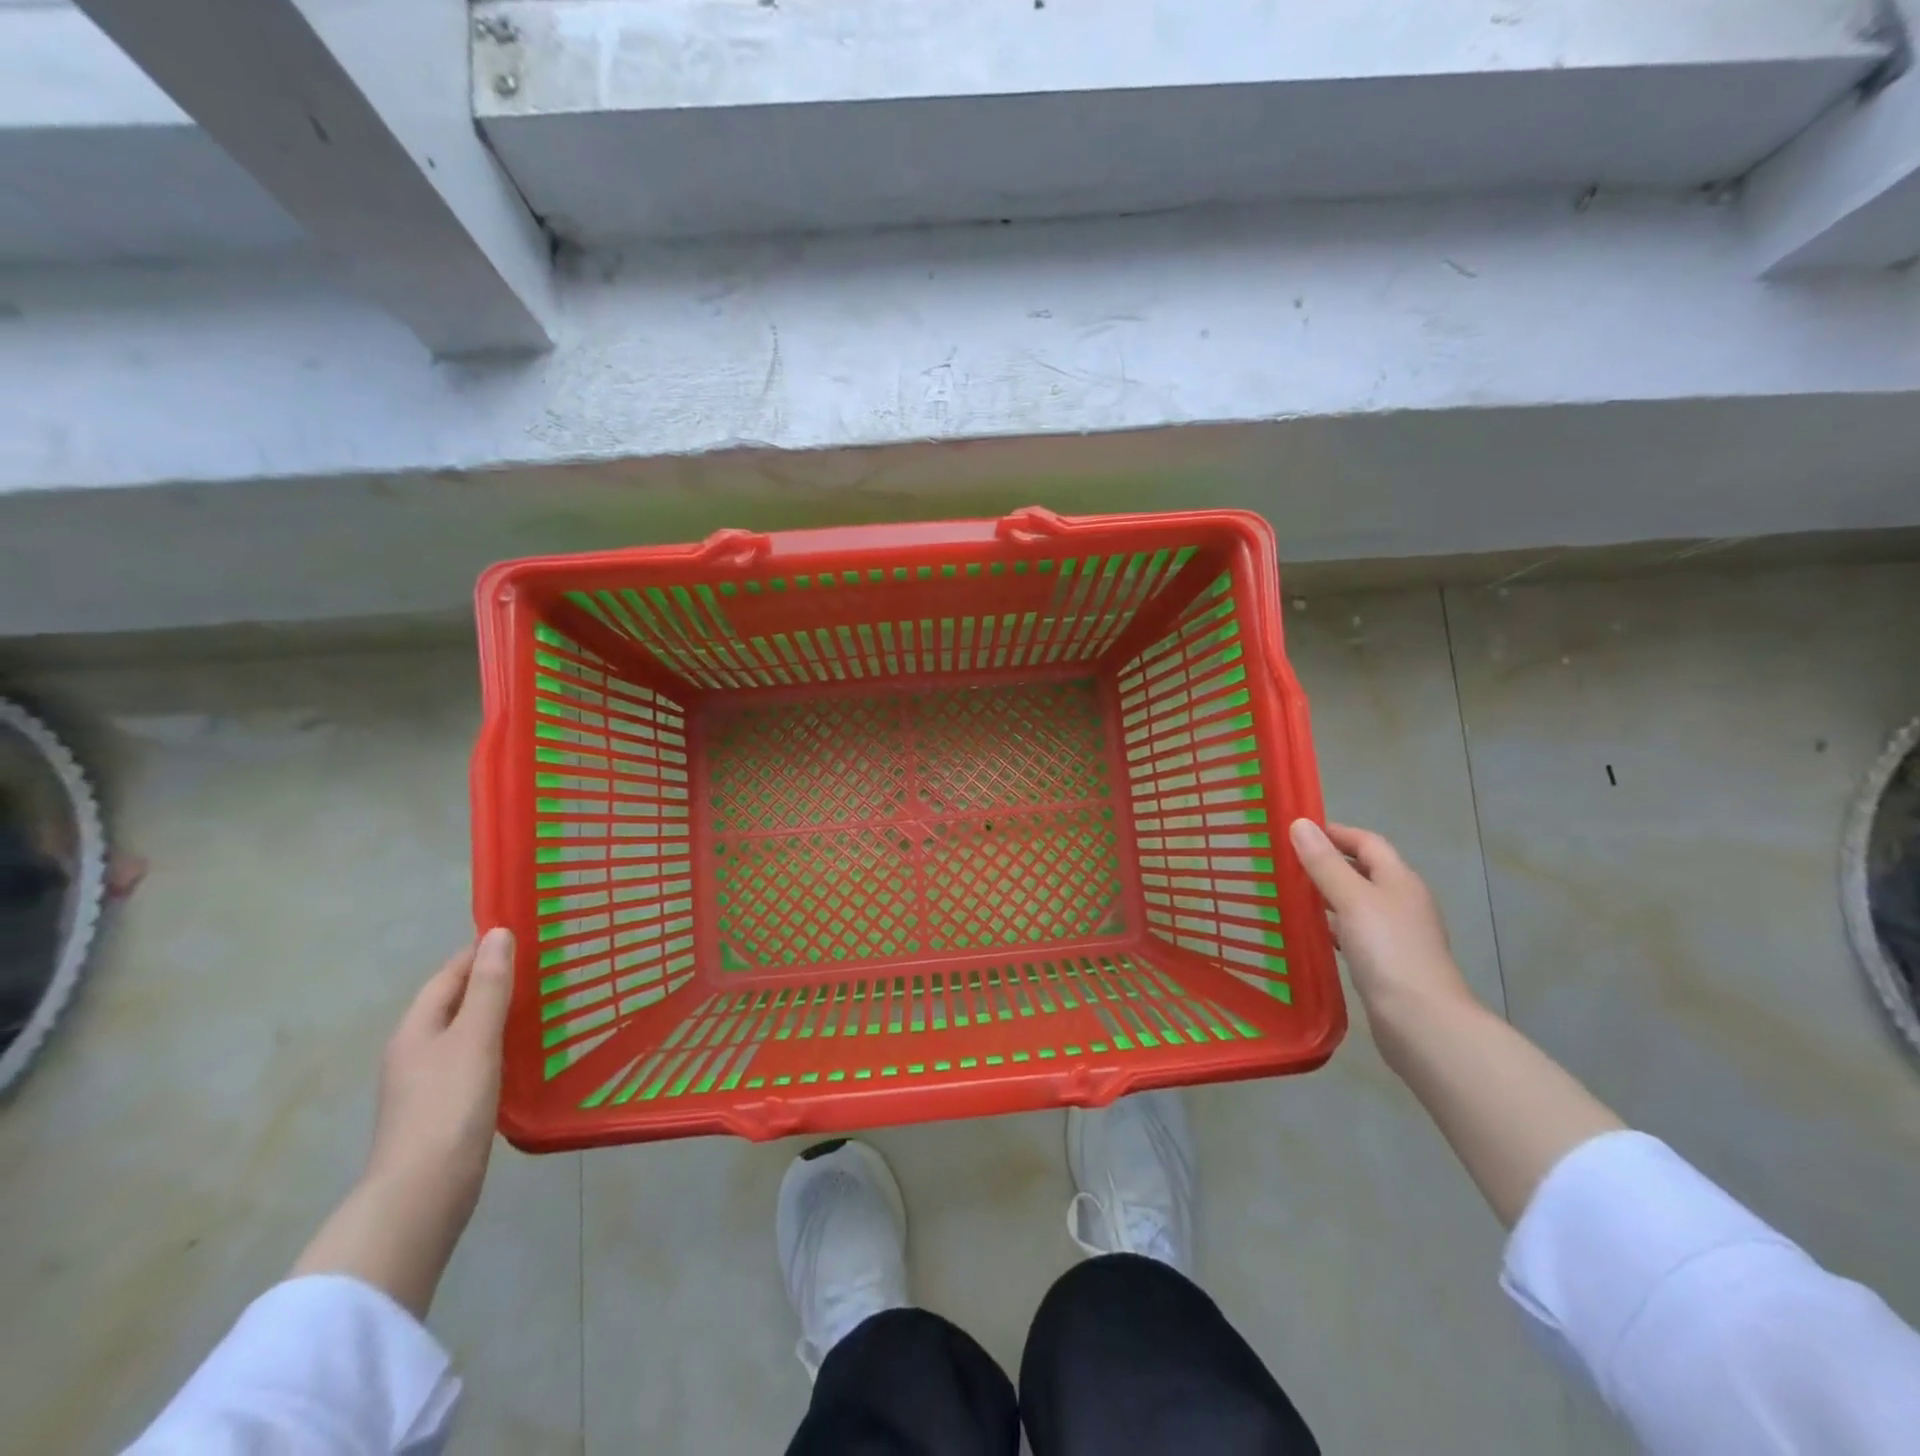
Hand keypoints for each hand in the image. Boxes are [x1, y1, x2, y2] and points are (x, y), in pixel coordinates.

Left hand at [366, 927, 514, 1218]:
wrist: (424, 1193)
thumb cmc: (449, 1106)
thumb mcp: (475, 1038)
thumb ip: (489, 986)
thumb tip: (498, 933)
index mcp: (416, 1028)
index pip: (449, 974)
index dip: (481, 952)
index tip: (524, 935)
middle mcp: (415, 1050)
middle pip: (454, 1003)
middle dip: (492, 981)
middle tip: (542, 966)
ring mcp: (427, 1082)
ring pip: (466, 1033)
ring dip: (497, 1014)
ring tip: (543, 1002)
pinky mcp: (445, 1108)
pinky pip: (474, 1060)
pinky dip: (499, 1045)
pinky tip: (526, 1051)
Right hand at [1288, 819, 1476, 1019]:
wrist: (1421, 1021)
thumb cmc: (1387, 950)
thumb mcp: (1351, 899)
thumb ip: (1324, 863)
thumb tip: (1300, 824)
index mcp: (1399, 880)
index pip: (1367, 841)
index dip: (1335, 832)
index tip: (1296, 832)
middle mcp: (1402, 902)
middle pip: (1363, 870)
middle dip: (1327, 863)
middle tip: (1285, 862)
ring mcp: (1397, 934)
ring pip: (1357, 903)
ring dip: (1327, 895)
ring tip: (1289, 894)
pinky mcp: (1387, 963)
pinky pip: (1354, 932)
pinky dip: (1332, 926)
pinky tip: (1310, 934)